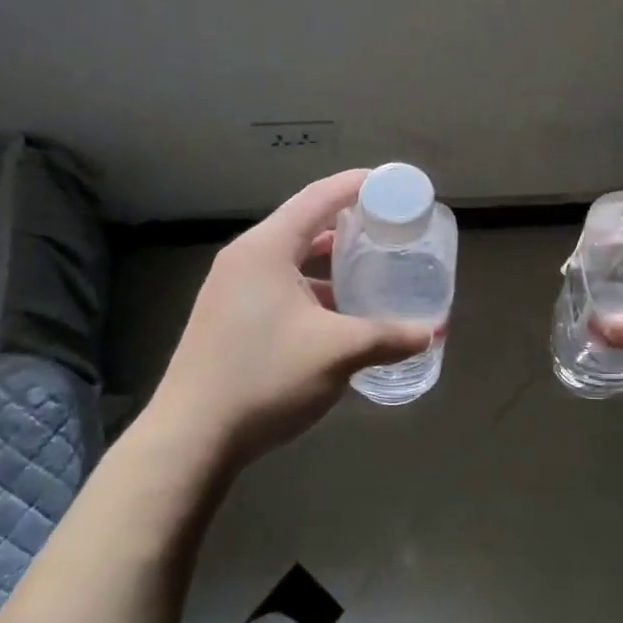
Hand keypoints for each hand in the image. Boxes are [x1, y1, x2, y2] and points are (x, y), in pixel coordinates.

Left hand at [146, 170, 433, 467]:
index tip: (394, 183)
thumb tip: (433, 332)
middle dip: (350, 222)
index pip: (319, 197)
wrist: (190, 439)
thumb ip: (390, 336)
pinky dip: (313, 288)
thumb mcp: (338, 353)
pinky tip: (339, 312)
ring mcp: (232, 289)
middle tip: (391, 226)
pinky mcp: (229, 317)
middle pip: (305, 223)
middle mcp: (246, 258)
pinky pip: (280, 284)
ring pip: (292, 258)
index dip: (358, 185)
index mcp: (267, 248)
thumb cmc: (265, 378)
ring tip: (372, 265)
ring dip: (331, 260)